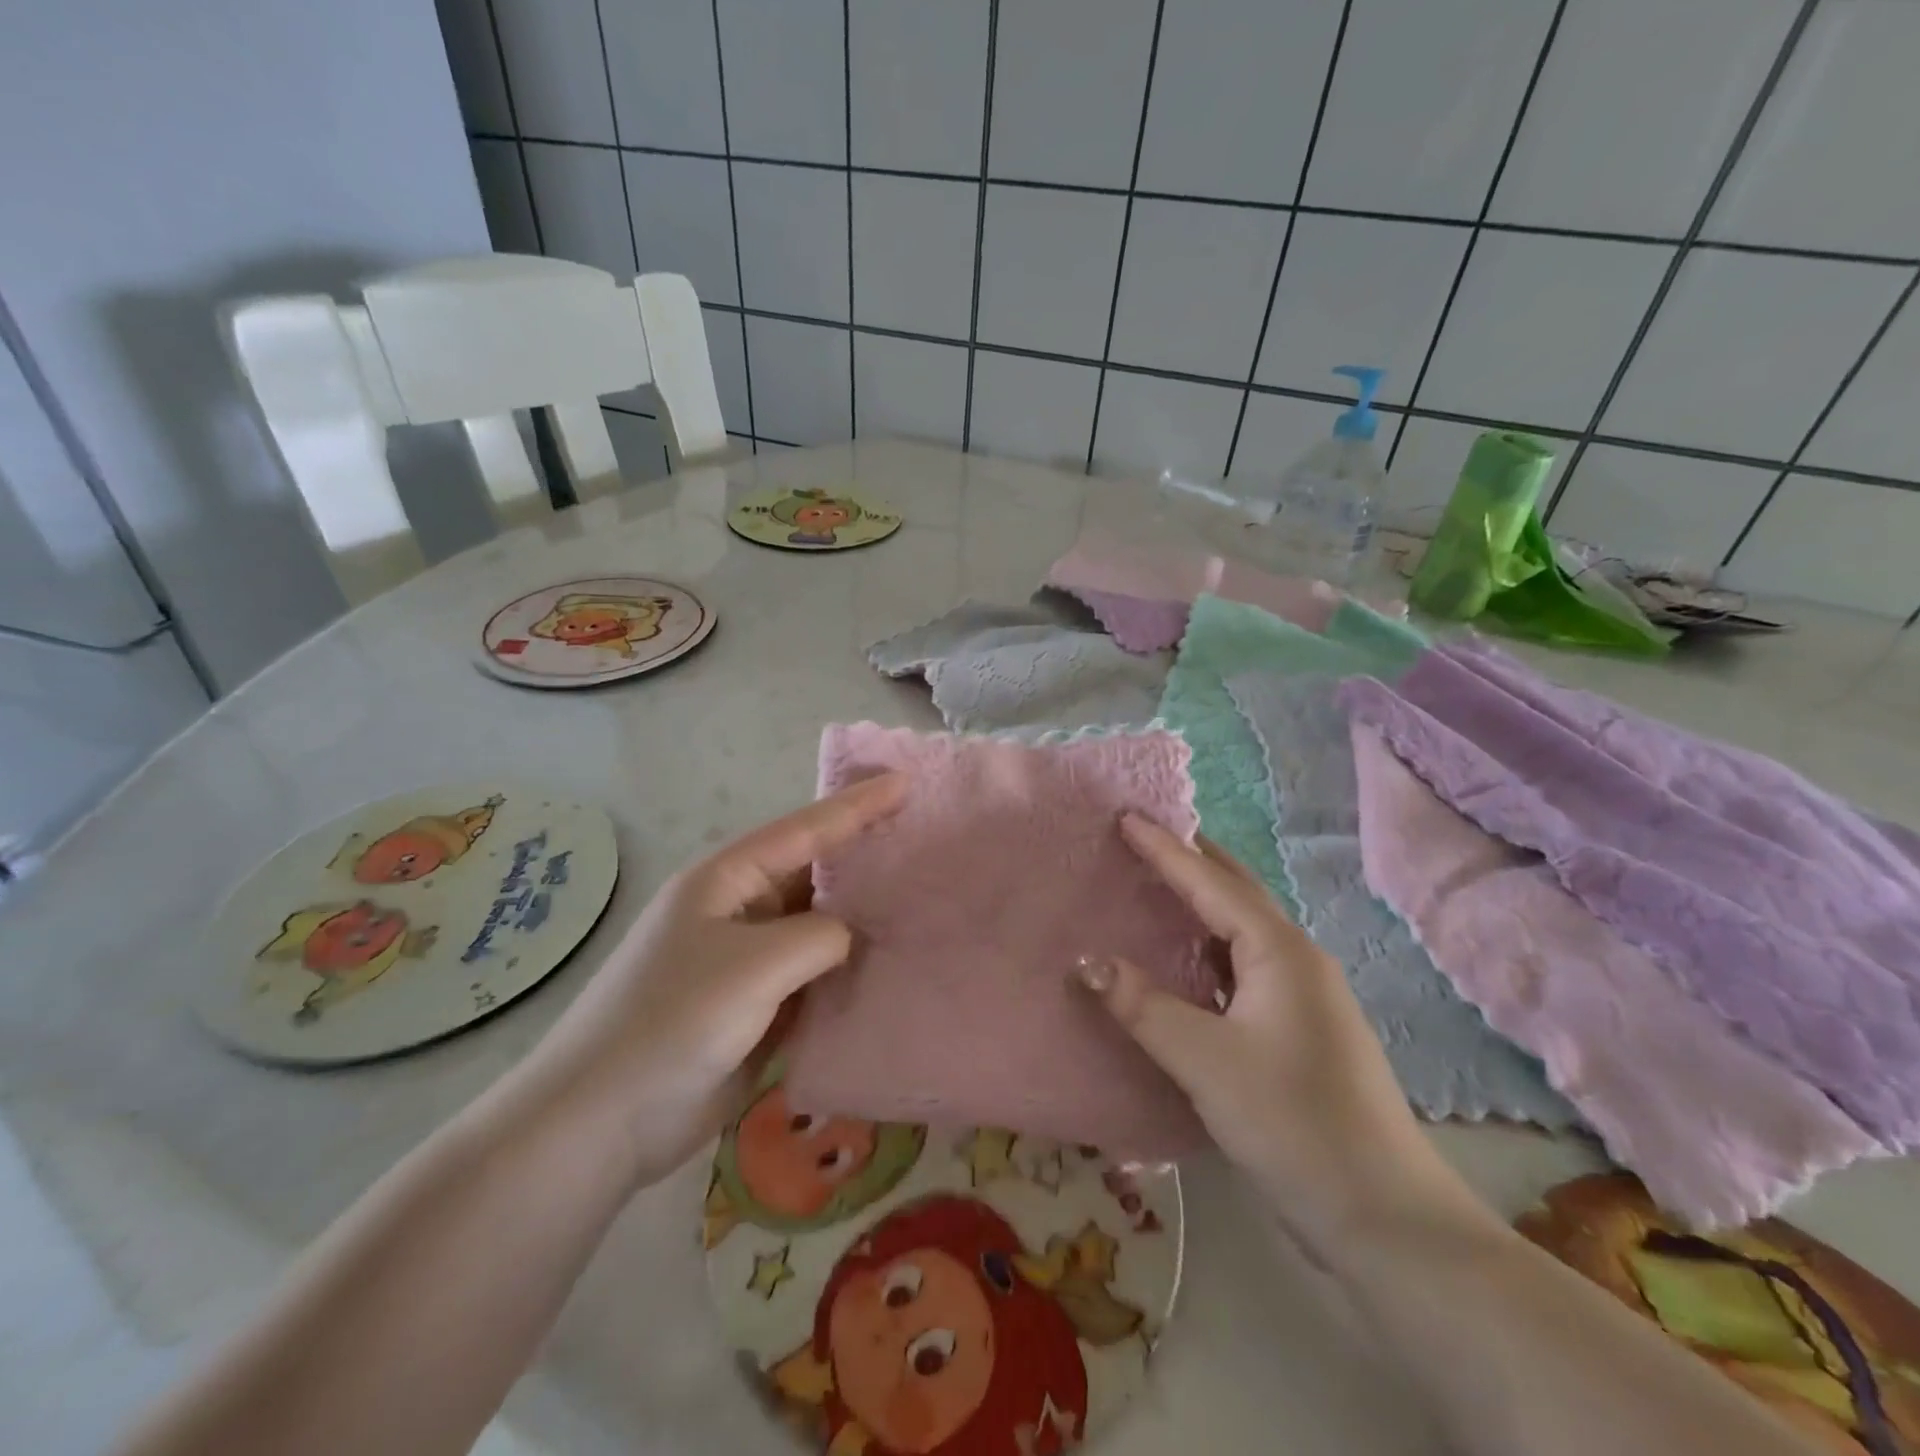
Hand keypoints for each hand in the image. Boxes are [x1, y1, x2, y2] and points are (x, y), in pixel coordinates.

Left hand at [521, 773, 906, 1187]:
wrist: (604, 1121)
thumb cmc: (673, 1020)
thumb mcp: (754, 965)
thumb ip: (820, 936)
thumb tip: (850, 937)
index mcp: (727, 880)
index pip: (803, 830)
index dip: (856, 806)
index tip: (905, 782)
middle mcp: (741, 911)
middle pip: (814, 874)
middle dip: (865, 859)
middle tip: (926, 841)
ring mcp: (750, 962)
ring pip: (819, 929)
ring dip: (861, 921)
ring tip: (922, 902)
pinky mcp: (759, 1008)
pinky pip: (815, 977)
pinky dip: (848, 972)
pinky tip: (890, 967)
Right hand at [1081, 815, 1493, 1257]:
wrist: (1383, 1215)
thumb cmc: (1292, 1122)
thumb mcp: (1204, 1060)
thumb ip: (1142, 1005)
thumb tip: (1086, 961)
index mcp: (1279, 951)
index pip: (1210, 882)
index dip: (1165, 848)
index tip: (1126, 816)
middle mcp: (1296, 959)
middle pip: (1236, 891)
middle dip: (1191, 859)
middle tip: (1142, 837)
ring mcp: (1304, 994)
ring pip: (1243, 928)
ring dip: (1202, 901)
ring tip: (1155, 885)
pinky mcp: (1300, 1027)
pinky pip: (1245, 963)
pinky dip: (1209, 945)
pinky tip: (1185, 959)